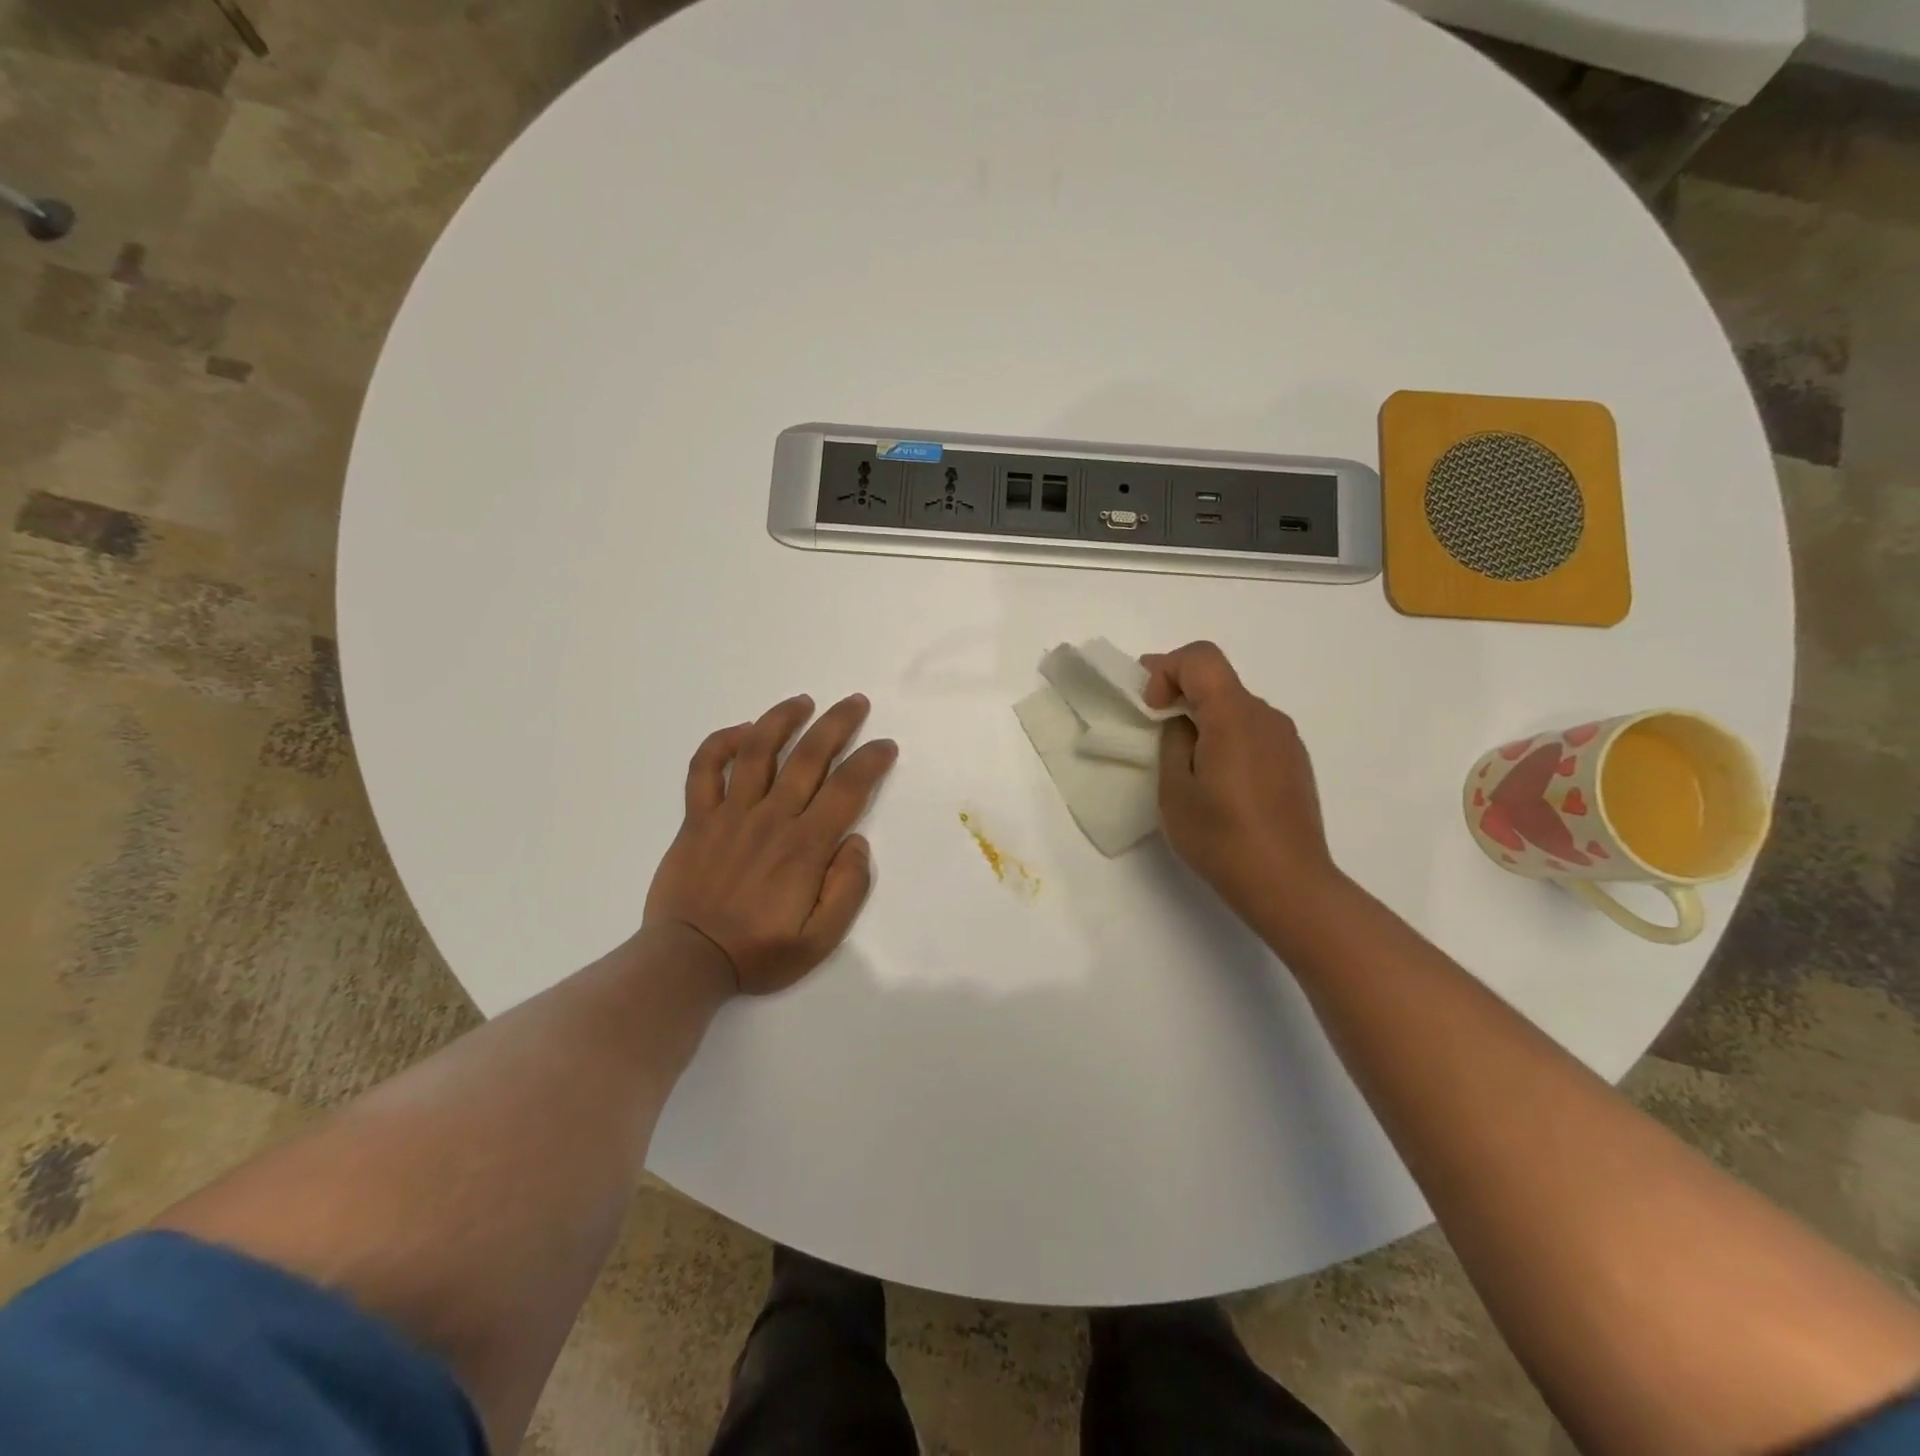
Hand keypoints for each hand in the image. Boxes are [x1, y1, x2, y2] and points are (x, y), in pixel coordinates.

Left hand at [644, 693, 897, 994]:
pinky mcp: (697, 819)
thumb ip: (847, 889)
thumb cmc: (759, 952)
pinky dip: (720, 743)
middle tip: (856, 702)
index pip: (847, 788)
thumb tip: (856, 841)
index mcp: (804, 846)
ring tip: (803, 701)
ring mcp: (729, 814)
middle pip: (808, 756)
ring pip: (757, 750)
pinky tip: (740, 731)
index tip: (885, 746)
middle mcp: (770, 818)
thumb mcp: (820, 940)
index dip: (871, 761)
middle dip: (837, 724)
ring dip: (782, 719)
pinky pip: (704, 769)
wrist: (688, 962)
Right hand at [1143, 641, 1341, 938]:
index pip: (1201, 658)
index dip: (1167, 669)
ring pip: (1237, 708)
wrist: (1288, 885)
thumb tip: (1184, 726)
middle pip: (1219, 681)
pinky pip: (1254, 732)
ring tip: (1187, 763)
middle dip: (1180, 692)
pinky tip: (1220, 782)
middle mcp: (1267, 717)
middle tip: (1153, 725)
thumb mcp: (1176, 792)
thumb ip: (1174, 744)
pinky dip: (1228, 737)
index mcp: (1235, 717)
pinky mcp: (1295, 763)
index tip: (1151, 708)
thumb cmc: (1222, 839)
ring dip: (1205, 718)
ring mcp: (1286, 740)